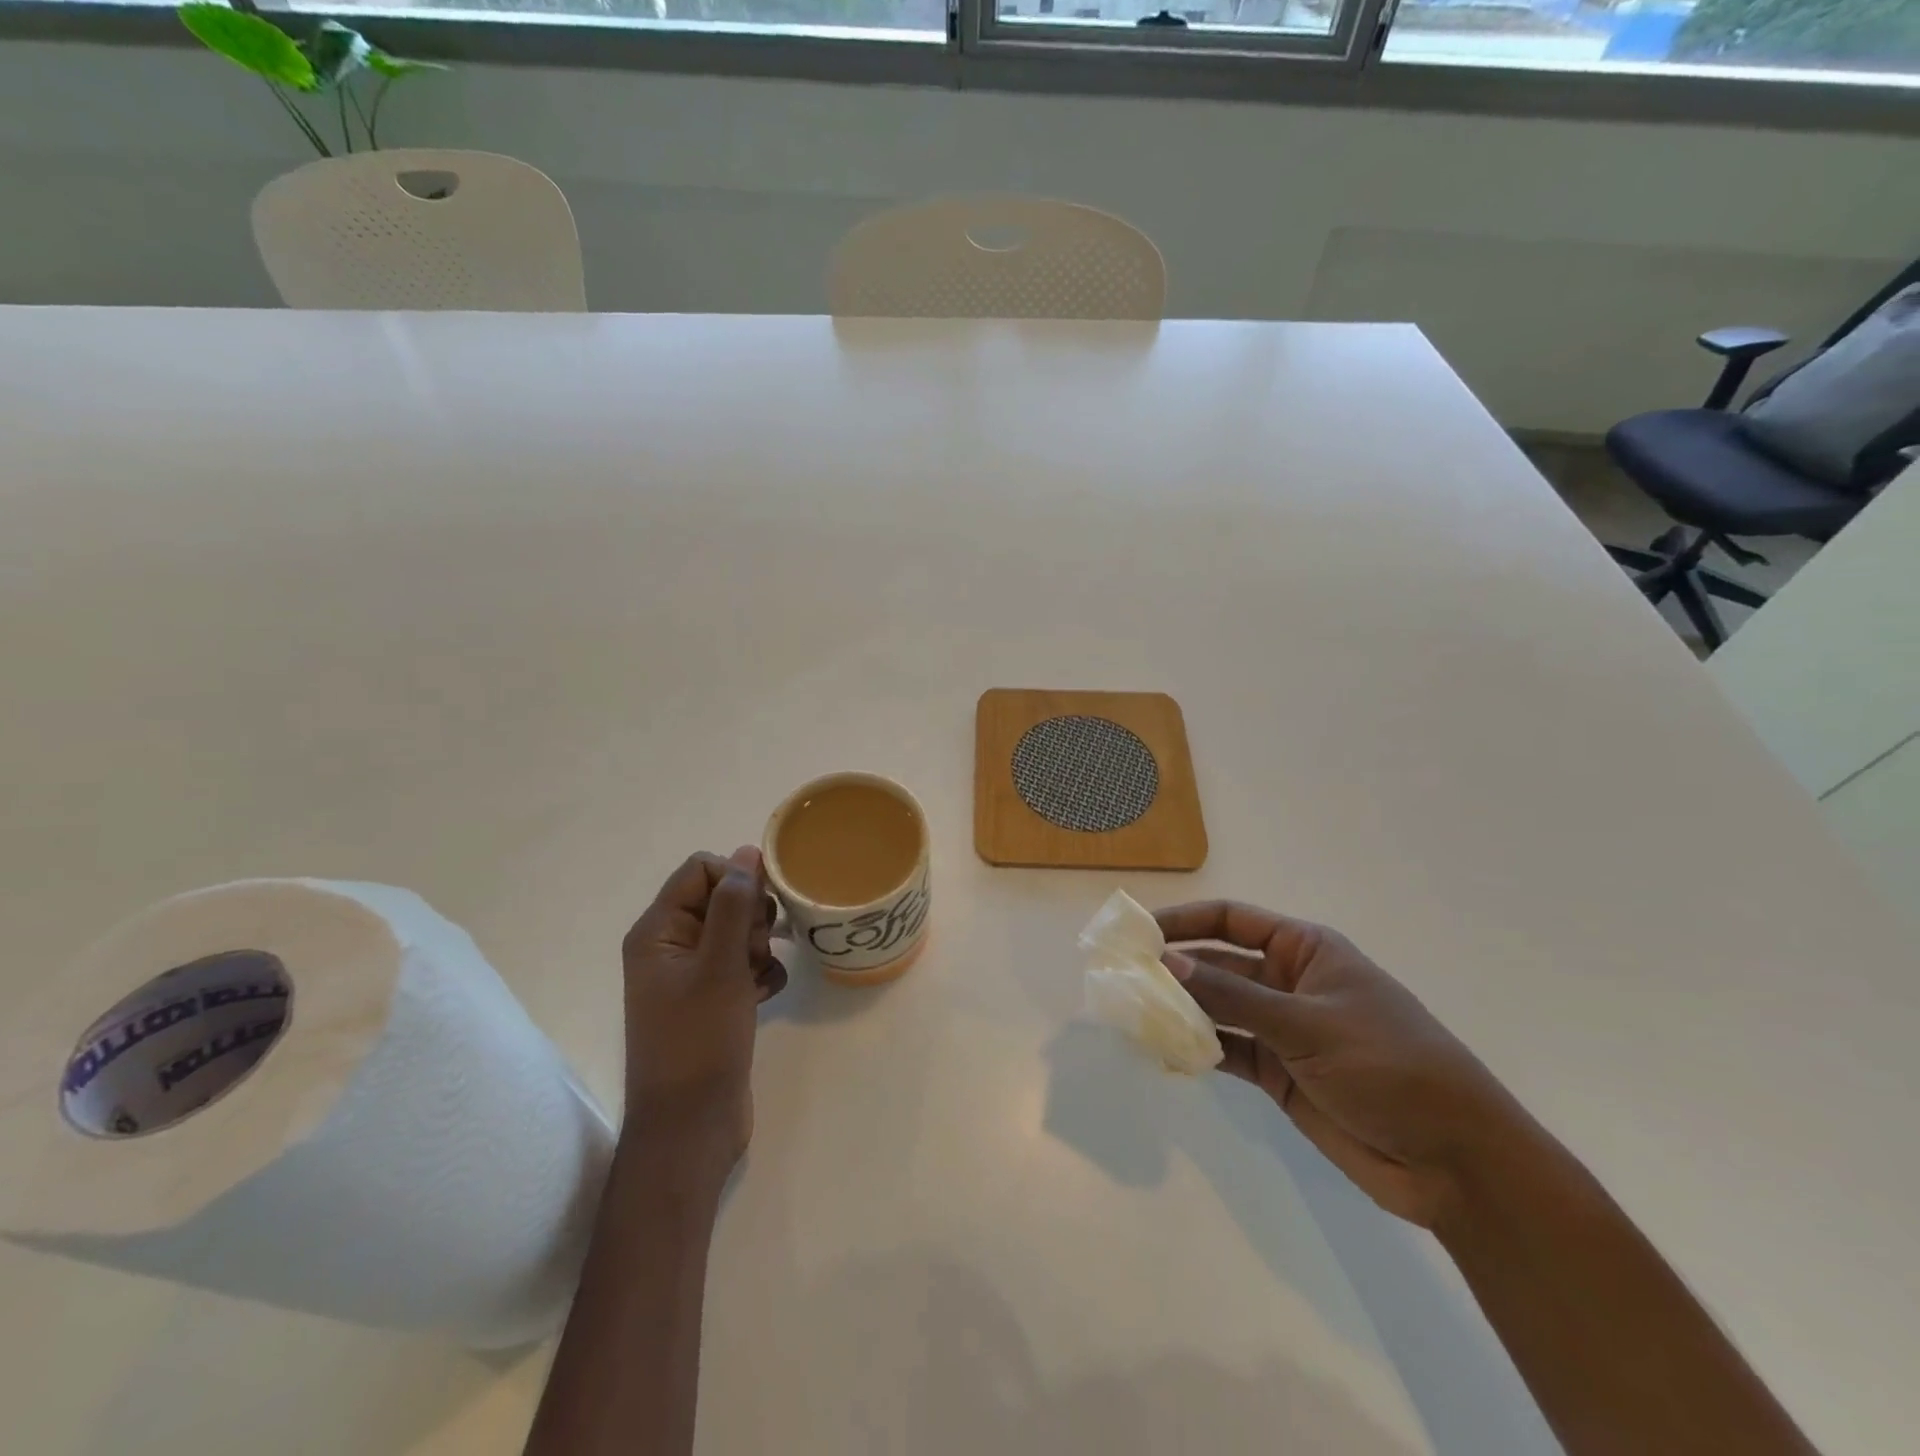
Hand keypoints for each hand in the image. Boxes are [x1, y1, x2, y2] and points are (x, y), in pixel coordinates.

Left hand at [621, 847, 787, 1175]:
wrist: (691, 1126)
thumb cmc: (699, 1041)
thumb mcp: (719, 966)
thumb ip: (734, 905)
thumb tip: (748, 852)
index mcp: (657, 932)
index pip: (701, 870)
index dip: (736, 879)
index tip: (762, 908)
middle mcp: (670, 947)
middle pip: (721, 898)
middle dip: (750, 917)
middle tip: (754, 950)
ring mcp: (691, 976)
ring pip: (737, 931)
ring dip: (758, 945)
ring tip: (759, 975)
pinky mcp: (712, 1000)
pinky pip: (744, 964)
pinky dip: (760, 973)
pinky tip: (765, 994)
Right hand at [1159, 900, 1539, 1230]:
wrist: (1454, 1161)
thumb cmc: (1389, 1066)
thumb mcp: (1308, 1024)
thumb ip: (1234, 997)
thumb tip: (1166, 962)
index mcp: (1304, 950)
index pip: (1230, 920)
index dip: (1183, 920)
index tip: (1138, 931)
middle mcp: (1288, 982)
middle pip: (1218, 965)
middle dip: (1174, 969)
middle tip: (1121, 977)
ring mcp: (1282, 1029)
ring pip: (1217, 1009)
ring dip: (1180, 1011)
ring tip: (1131, 1013)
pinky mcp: (1278, 1073)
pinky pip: (1227, 1051)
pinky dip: (1197, 1051)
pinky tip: (1164, 1053)